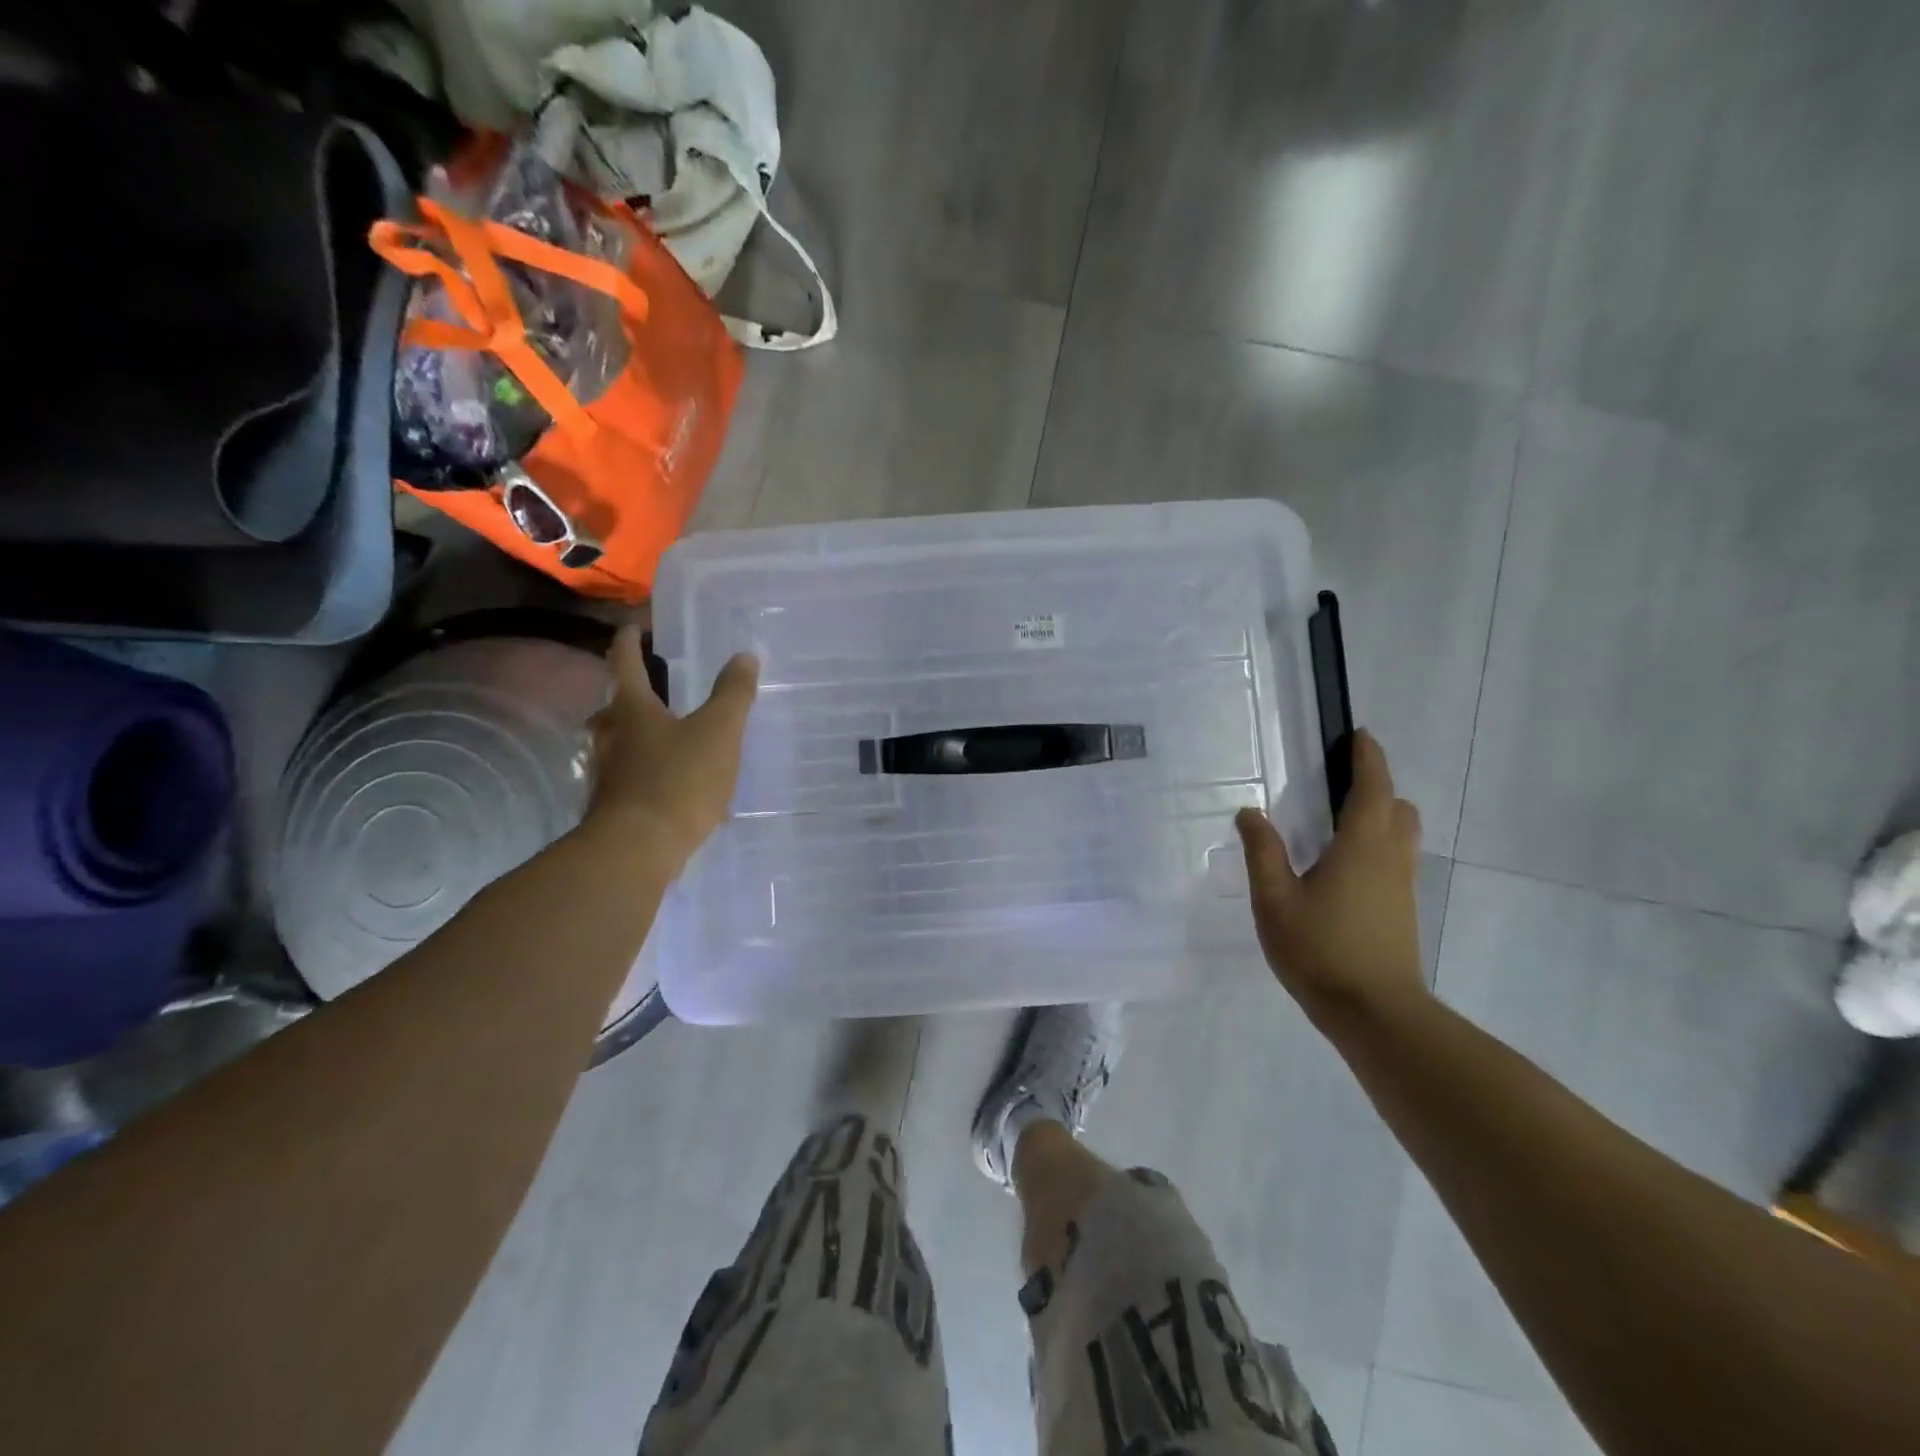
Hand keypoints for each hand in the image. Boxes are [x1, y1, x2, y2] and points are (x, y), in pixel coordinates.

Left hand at [584, 625, 758, 864]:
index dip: (630, 638)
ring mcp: (606, 771)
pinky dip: (652, 769)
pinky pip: (633, 774)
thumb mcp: (719, 732)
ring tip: (675, 734)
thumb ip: (733, 694)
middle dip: (636, 691)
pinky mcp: (613, 803)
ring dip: (643, 732)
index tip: (636, 625)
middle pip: (617, 703)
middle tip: (662, 684)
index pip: (624, 660)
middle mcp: (610, 734)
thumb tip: (744, 656)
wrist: (636, 850)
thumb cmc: (678, 780)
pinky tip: (679, 783)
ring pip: (622, 740)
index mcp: (631, 708)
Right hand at [1234, 730, 1426, 1025]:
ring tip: (1337, 823)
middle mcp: (1390, 858)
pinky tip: (1342, 867)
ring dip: (1379, 816)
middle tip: (1338, 784)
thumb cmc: (1321, 949)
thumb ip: (1263, 852)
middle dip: (1376, 787)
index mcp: (1362, 845)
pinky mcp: (1402, 910)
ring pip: (1401, 835)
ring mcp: (1402, 886)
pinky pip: (1395, 859)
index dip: (1368, 758)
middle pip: (1397, 808)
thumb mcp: (1275, 899)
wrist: (1375, 1013)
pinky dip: (1376, 845)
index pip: (1373, 787)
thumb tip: (1250, 813)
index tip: (1358, 735)